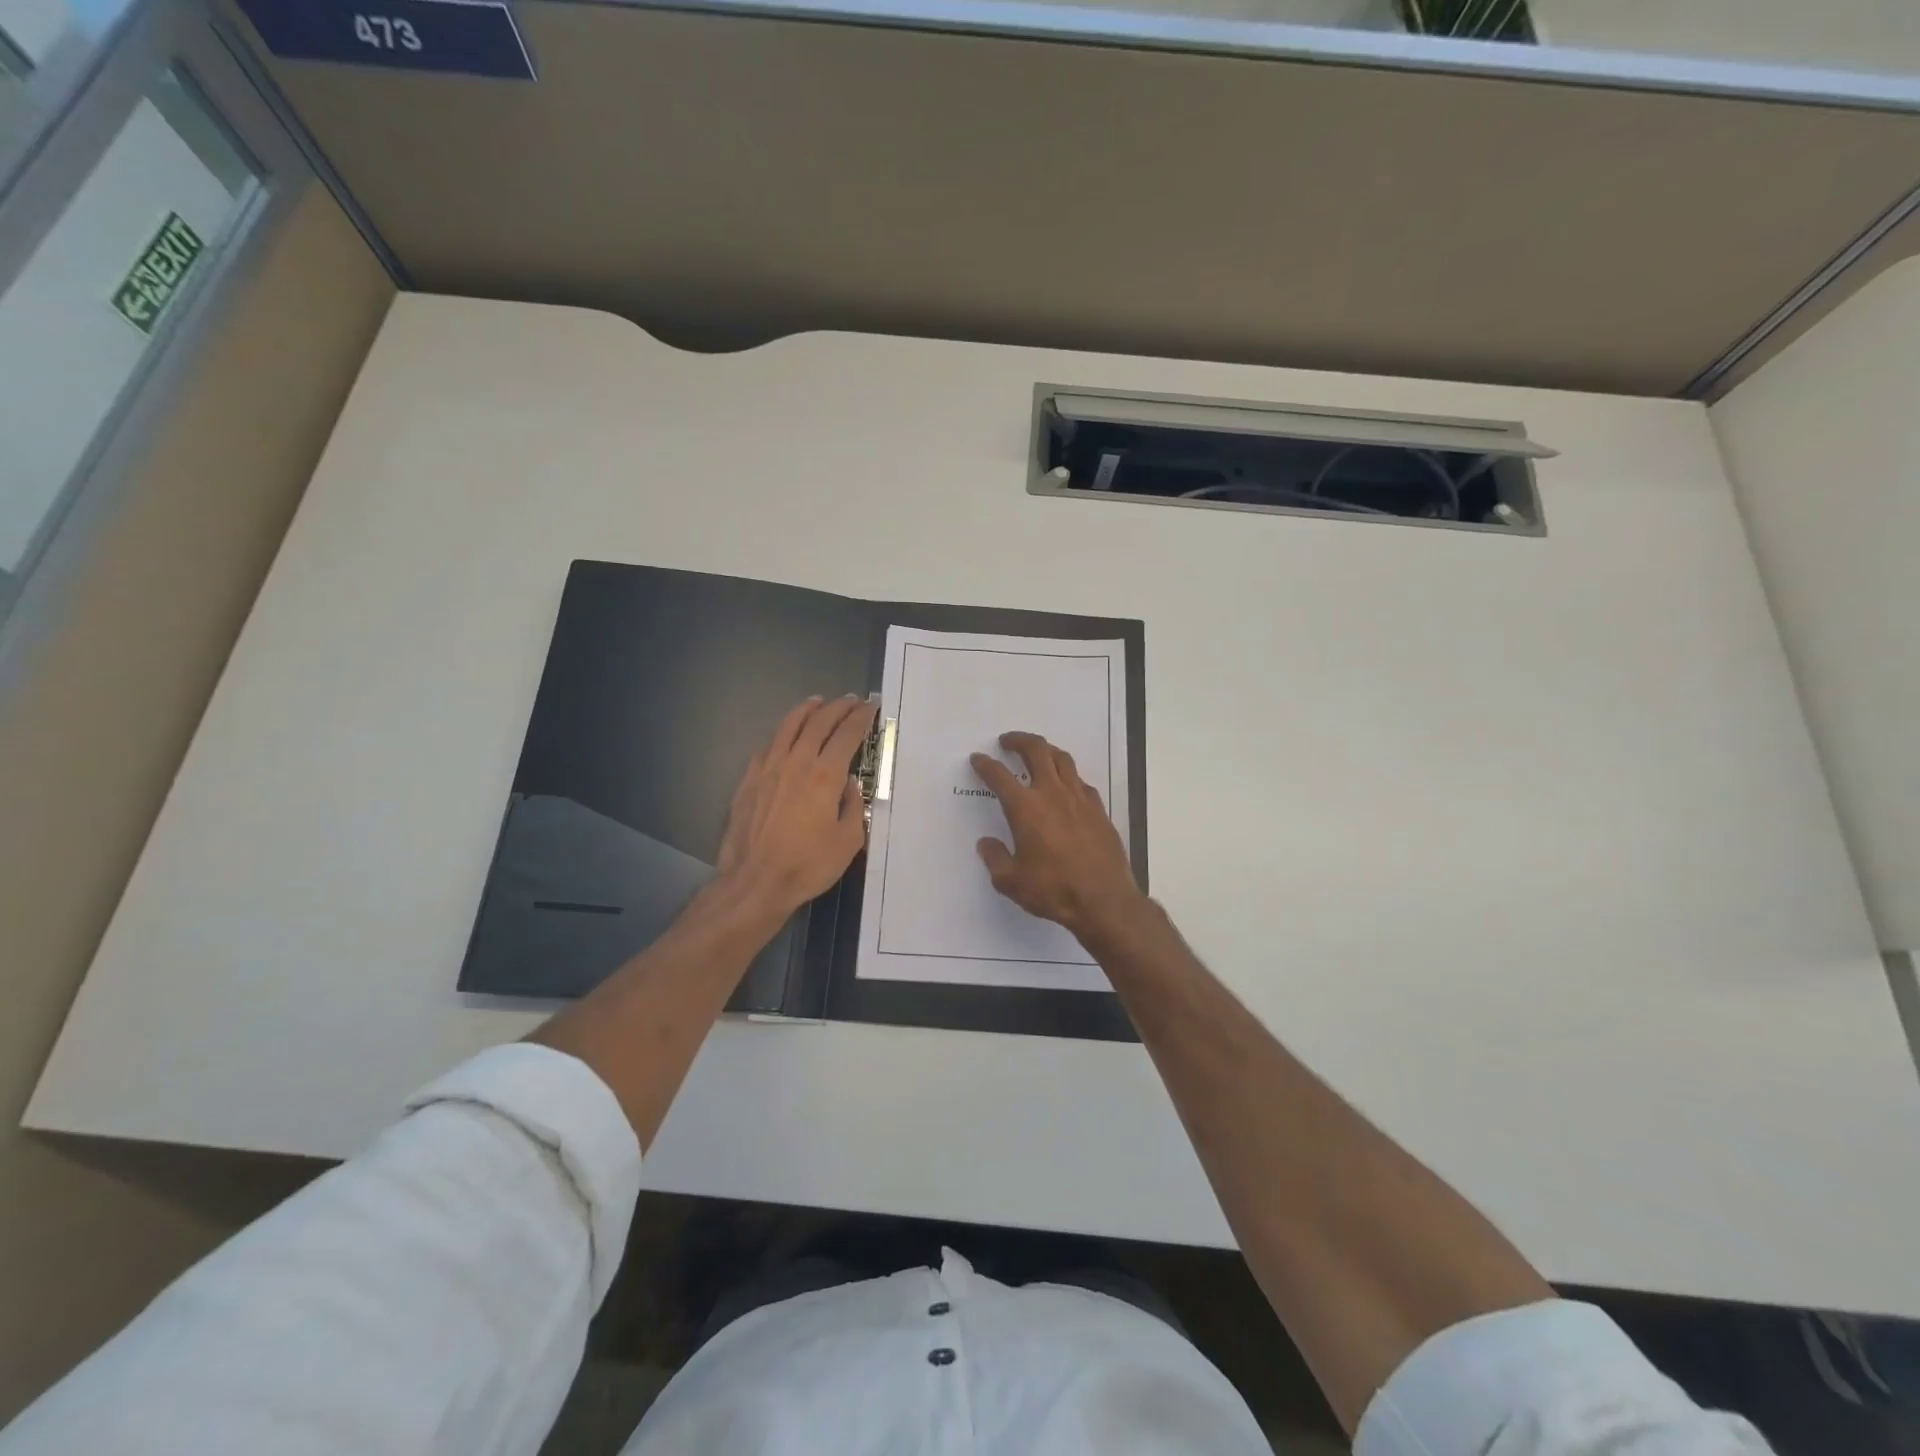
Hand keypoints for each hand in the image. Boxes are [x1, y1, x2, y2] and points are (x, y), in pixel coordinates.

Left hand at [717, 695, 875, 915]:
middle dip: (838, 707)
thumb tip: (849, 784)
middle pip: (819, 722)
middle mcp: (796, 761)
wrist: (755, 881)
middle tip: (851, 701)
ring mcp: (769, 767)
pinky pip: (768, 744)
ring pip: (789, 726)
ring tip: (818, 702)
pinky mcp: (749, 779)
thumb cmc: (808, 865)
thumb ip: (853, 806)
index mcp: (825, 775)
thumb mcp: (848, 841)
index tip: (870, 707)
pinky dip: (782, 732)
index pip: (847, 734)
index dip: (861, 717)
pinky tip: (786, 734)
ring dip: (807, 710)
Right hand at [969, 731, 1146, 942]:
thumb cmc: (1053, 890)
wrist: (1104, 900)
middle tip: (1007, 742)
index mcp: (1026, 808)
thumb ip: (995, 859)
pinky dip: (1068, 776)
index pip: (999, 776)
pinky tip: (1066, 787)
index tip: (978, 759)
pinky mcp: (1099, 809)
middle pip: (1036, 751)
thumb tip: (986, 844)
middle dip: (1019, 740)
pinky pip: (1081, 781)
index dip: (985, 764)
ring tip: (1037, 753)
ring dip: (1046, 750)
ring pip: (1062, 759)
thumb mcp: (1011, 882)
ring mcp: (1080, 799)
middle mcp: (1052, 794)